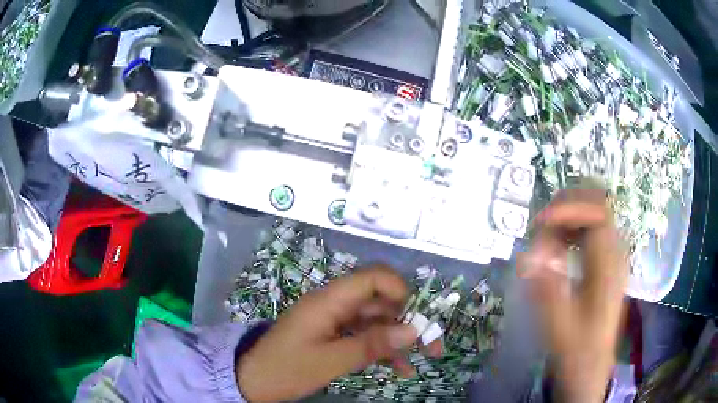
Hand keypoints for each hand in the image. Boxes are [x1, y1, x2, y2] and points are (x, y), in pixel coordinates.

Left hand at [237, 265, 441, 402]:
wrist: (254, 380)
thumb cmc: (287, 368)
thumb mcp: (330, 360)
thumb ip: (371, 344)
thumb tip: (413, 331)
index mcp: (329, 300)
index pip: (372, 277)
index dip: (400, 291)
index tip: (418, 318)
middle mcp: (335, 304)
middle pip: (380, 300)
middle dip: (408, 320)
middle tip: (431, 346)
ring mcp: (335, 320)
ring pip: (376, 321)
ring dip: (398, 339)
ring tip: (420, 361)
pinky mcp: (333, 335)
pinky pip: (364, 336)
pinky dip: (382, 349)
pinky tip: (398, 369)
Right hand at [519, 189, 627, 402]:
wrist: (591, 364)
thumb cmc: (576, 349)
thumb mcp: (559, 326)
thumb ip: (546, 289)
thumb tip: (528, 255)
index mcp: (609, 266)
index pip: (597, 213)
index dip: (568, 208)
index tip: (540, 223)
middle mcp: (614, 252)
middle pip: (597, 203)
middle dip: (567, 204)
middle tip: (540, 224)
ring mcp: (611, 254)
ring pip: (593, 212)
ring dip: (567, 215)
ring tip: (544, 236)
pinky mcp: (604, 261)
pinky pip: (589, 228)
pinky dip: (570, 227)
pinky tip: (555, 246)